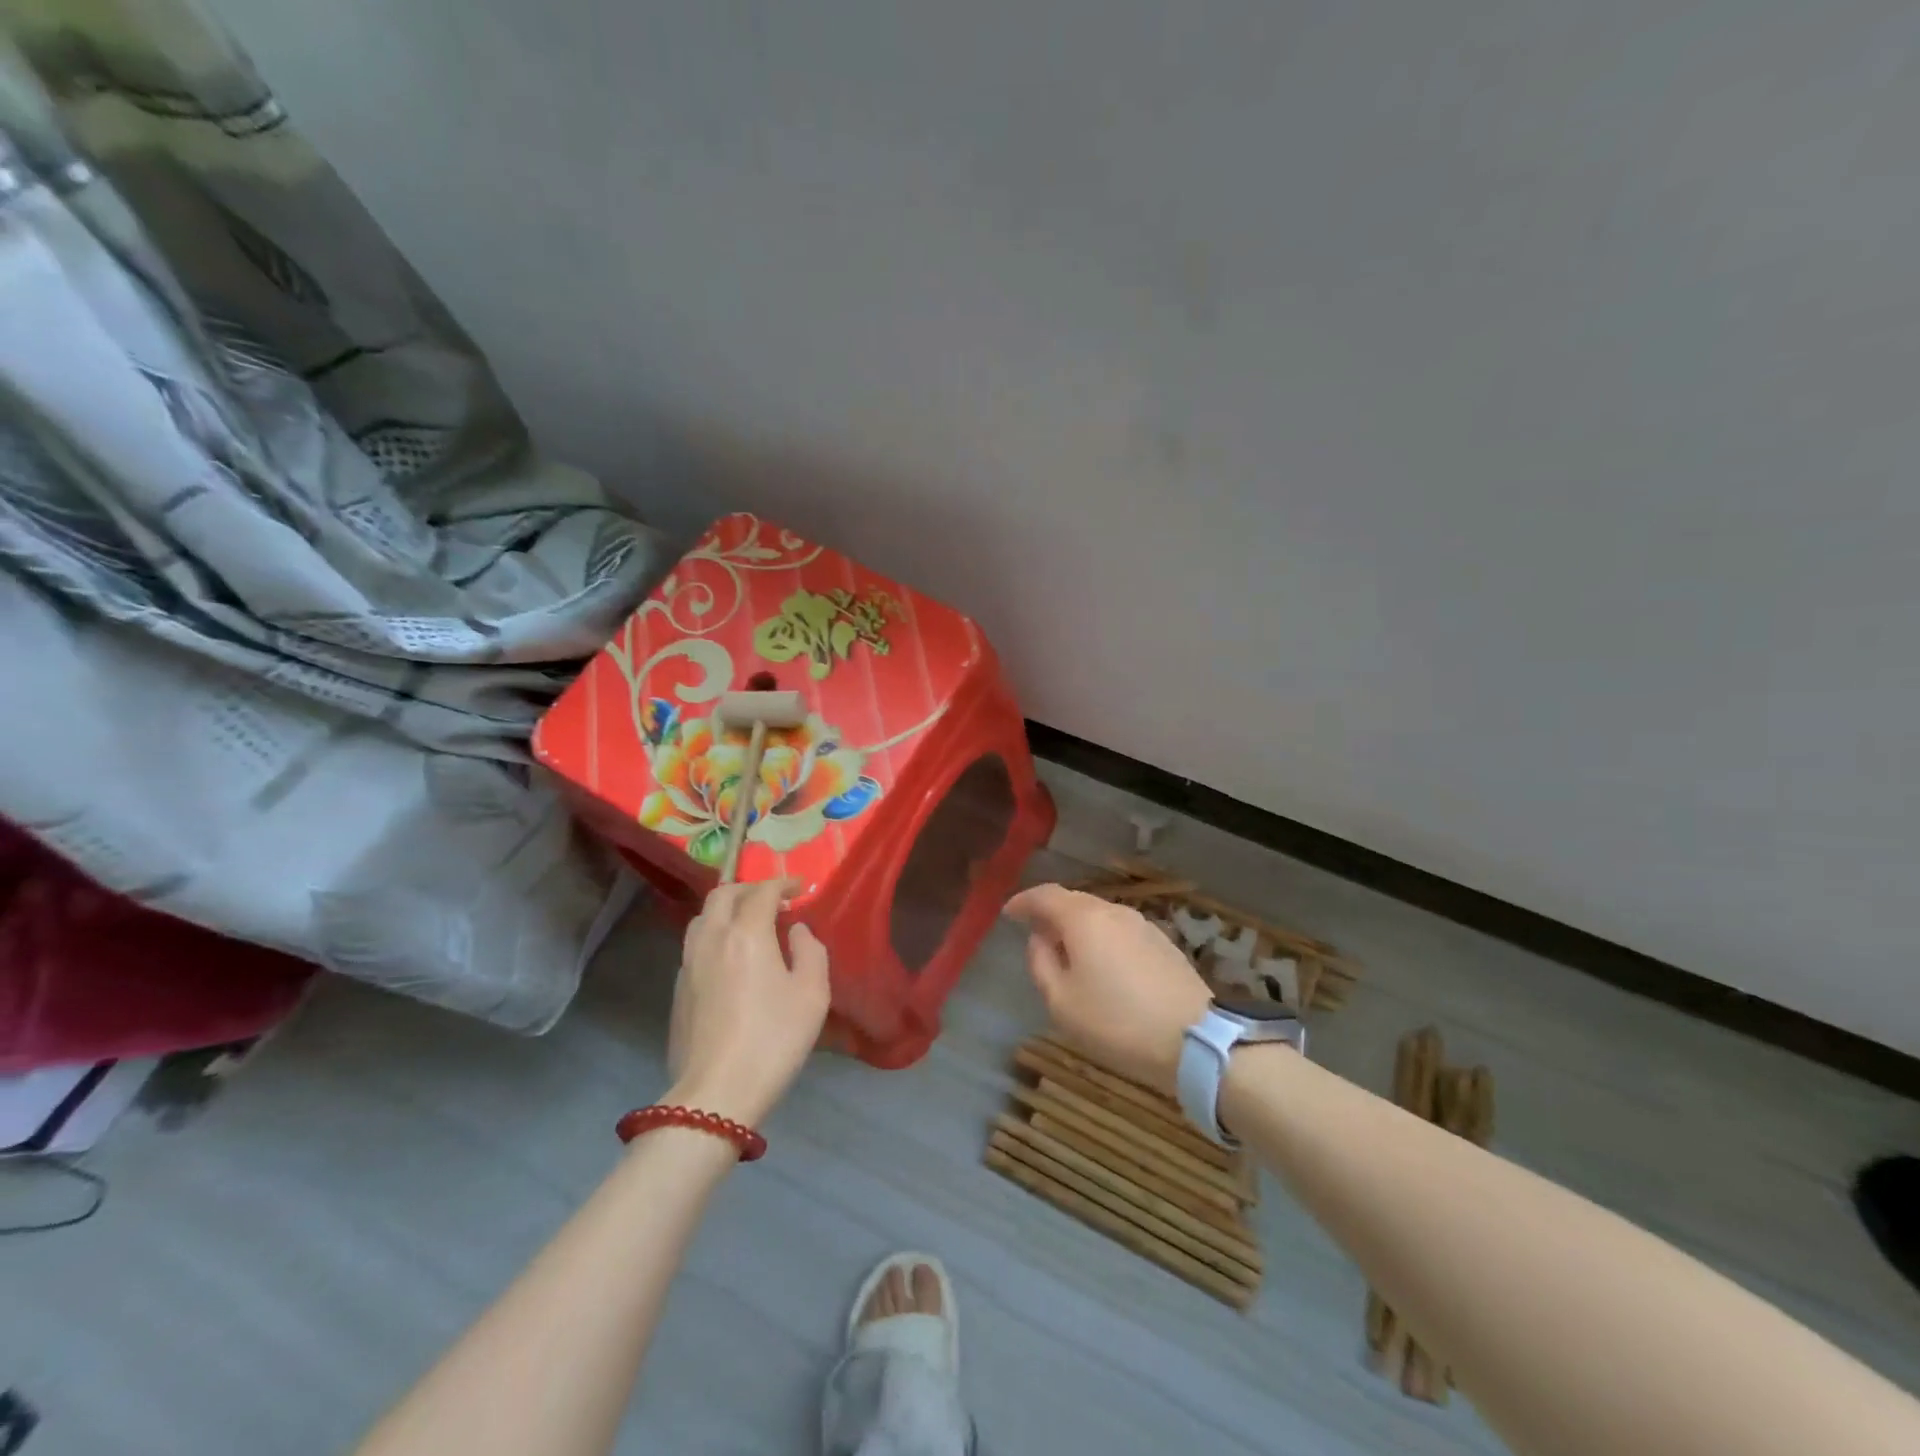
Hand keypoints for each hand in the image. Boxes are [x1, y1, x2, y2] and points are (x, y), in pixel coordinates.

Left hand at [667, 879, 830, 1126]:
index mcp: (746, 934)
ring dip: (727, 909)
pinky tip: (730, 956)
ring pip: (703, 917)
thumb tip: (797, 931)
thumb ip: (810, 952)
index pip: (762, 892)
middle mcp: (712, 939)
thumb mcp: (812, 994)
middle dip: (749, 889)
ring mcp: (689, 964)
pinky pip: (695, 944)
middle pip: (723, 894)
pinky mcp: (679, 989)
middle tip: (773, 900)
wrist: (716, 1093)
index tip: (799, 888)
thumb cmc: (773, 1039)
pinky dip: (715, 934)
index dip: (782, 884)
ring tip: (749, 923)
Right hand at [1004, 884, 1211, 1094]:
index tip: (1008, 913)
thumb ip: (1041, 963)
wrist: (1196, 1040)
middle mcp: (1113, 911)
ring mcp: (1143, 925)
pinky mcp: (1163, 943)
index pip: (1045, 895)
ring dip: (1078, 927)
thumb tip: (1039, 939)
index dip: (1023, 902)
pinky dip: (1102, 939)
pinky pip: (1120, 931)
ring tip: (1068, 953)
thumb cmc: (1117, 1022)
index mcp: (1084, 919)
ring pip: (1099, 916)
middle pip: (1074, 902)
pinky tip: (1102, 965)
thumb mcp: (1062, 1002)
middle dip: (1051, 913)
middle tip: (1035, 934)